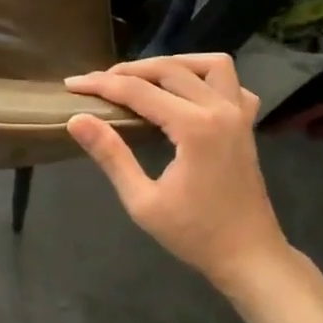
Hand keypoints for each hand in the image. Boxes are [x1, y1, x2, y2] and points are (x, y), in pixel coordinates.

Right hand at [63, 55, 290, 293]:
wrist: (250, 258)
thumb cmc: (195, 235)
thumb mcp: (143, 202)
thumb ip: (111, 155)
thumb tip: (76, 119)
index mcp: (194, 127)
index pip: (138, 91)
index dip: (101, 85)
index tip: (72, 85)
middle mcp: (220, 110)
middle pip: (168, 69)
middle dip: (128, 71)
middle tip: (97, 84)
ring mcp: (239, 115)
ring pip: (208, 64)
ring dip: (172, 64)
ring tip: (143, 78)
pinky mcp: (247, 125)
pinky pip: (232, 84)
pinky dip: (208, 78)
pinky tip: (187, 92)